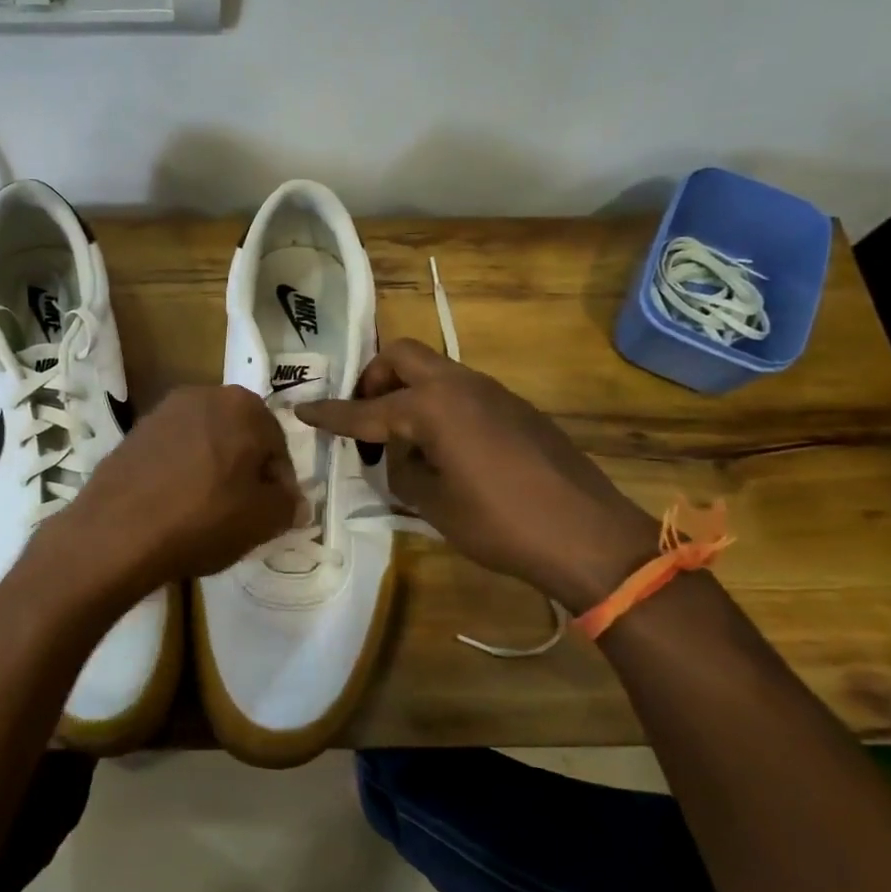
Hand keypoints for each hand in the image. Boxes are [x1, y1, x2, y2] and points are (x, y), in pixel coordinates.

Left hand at [37, 384, 300, 598]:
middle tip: (241, 512)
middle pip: (240, 437)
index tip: (271, 514)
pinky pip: (173, 451)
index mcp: (244, 405)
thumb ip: (288, 505)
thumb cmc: (203, 519)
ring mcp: (164, 410)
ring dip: (212, 469)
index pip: (277, 446)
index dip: (279, 484)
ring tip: (205, 511)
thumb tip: (293, 502)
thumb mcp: (263, 520)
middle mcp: (204, 394)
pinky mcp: (134, 431)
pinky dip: (181, 471)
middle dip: (245, 471)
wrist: (117, 531)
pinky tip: (174, 505)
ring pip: (206, 442)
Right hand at [298, 339, 658, 611]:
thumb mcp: (434, 504)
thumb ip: (404, 471)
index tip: (302, 410)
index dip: (331, 415)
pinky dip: (438, 406)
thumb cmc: (500, 524)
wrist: (588, 535)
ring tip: (402, 440)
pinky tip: (444, 449)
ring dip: (407, 391)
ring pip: (435, 370)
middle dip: (374, 379)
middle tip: (365, 418)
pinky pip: (462, 391)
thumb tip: (399, 457)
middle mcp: (461, 385)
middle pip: (402, 356)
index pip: (367, 410)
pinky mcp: (516, 408)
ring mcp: (493, 392)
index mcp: (433, 407)